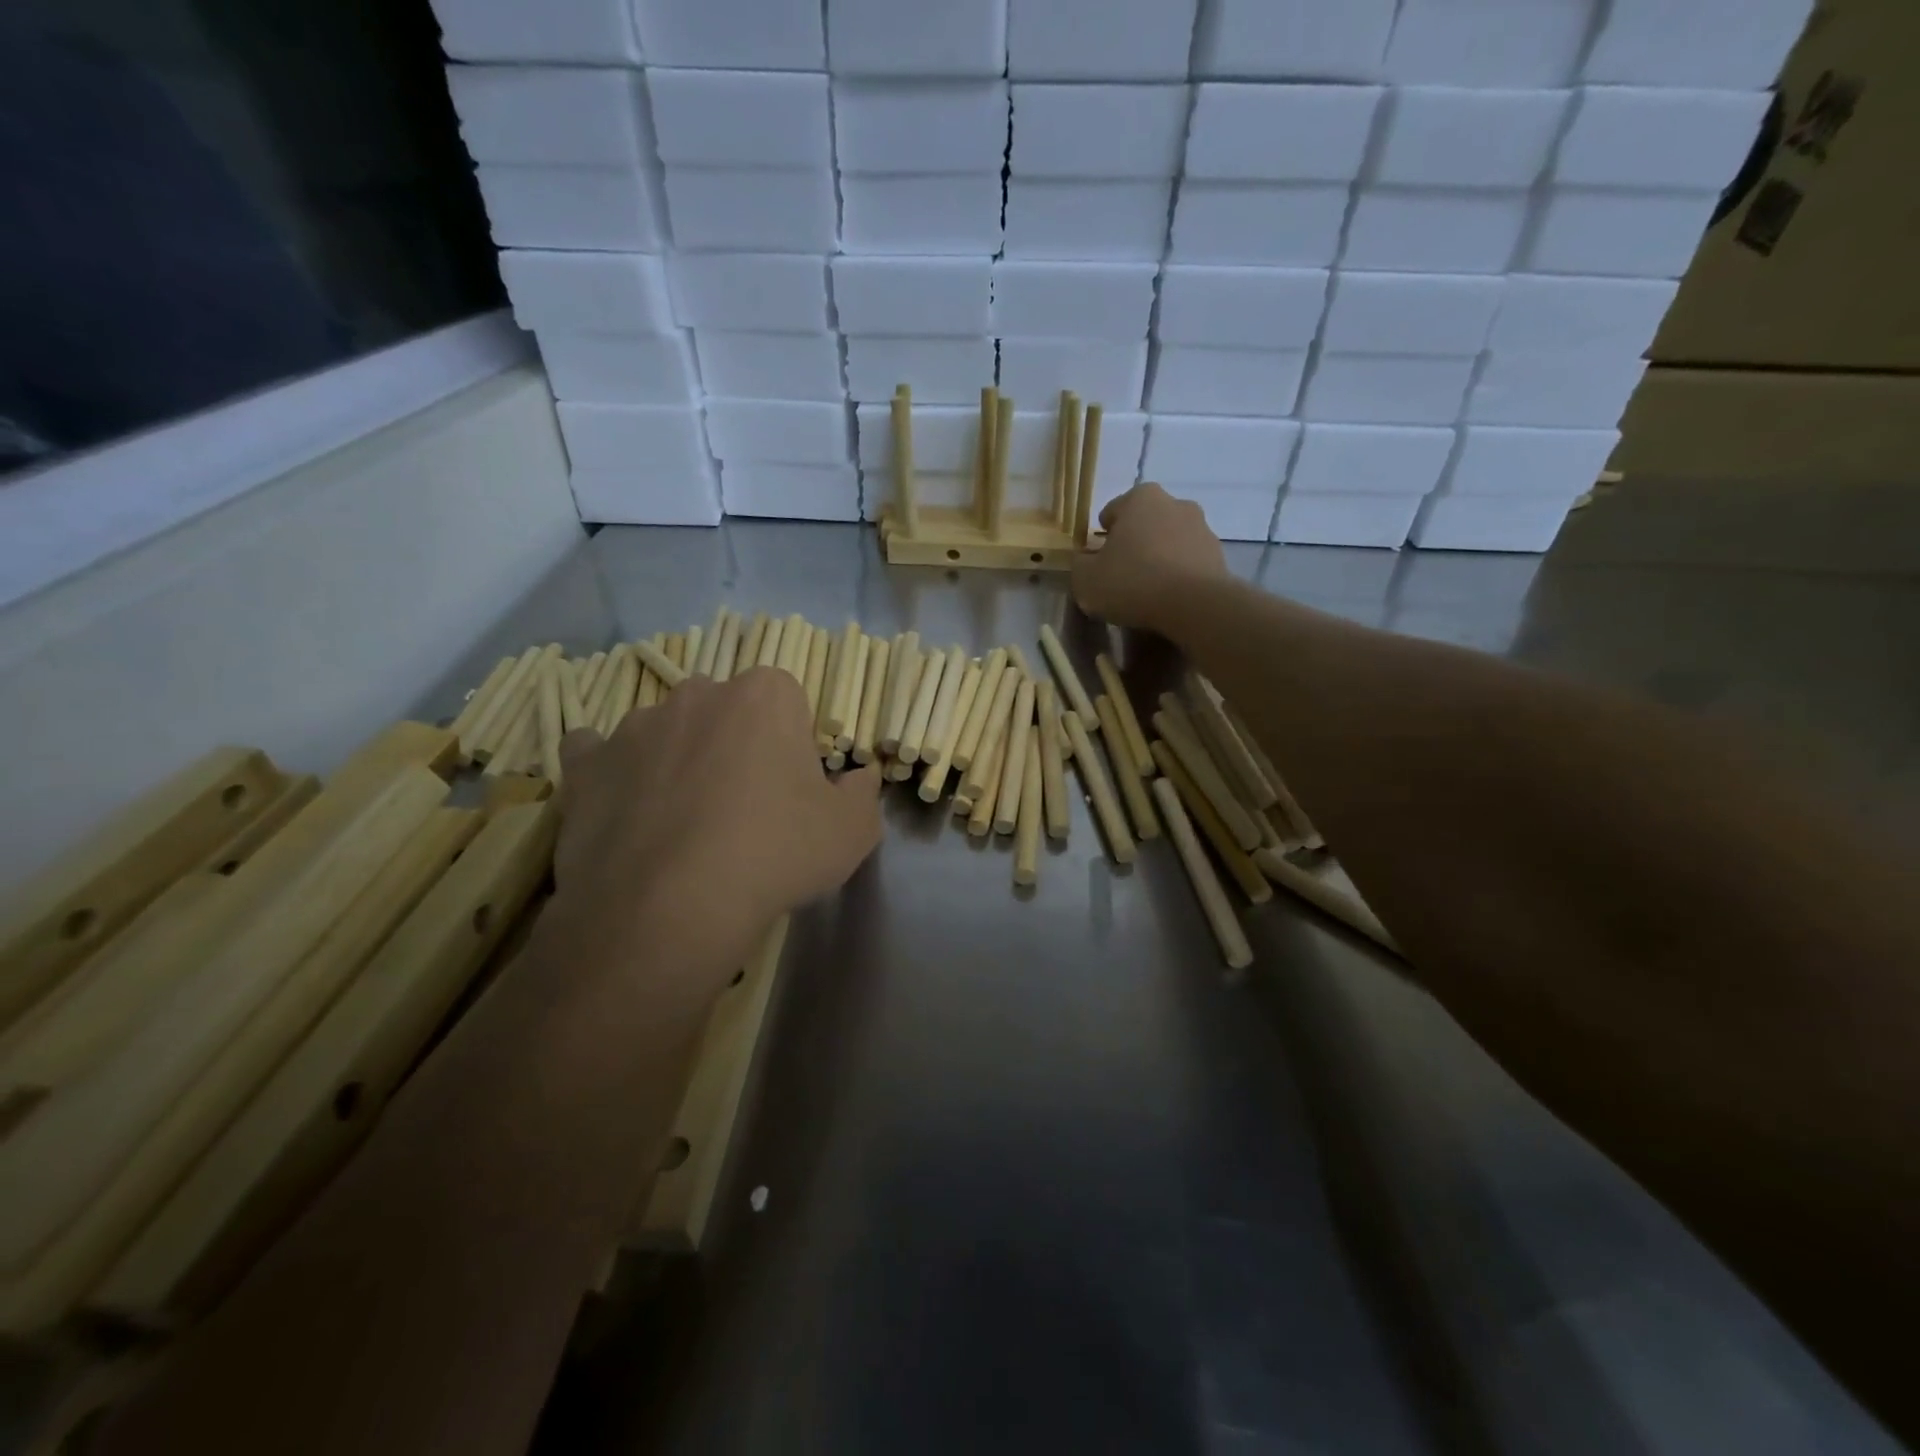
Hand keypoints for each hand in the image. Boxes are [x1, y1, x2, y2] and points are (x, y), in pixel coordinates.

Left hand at [552, 667, 882, 965]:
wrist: (669, 908)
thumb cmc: (775, 853)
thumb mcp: (853, 830)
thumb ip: (862, 792)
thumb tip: (859, 776)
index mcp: (764, 695)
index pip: (788, 700)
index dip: (793, 744)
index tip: (794, 789)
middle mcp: (697, 694)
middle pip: (726, 710)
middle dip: (736, 744)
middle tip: (745, 806)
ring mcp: (634, 727)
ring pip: (666, 732)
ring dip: (678, 759)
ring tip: (684, 822)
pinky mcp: (586, 766)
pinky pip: (598, 754)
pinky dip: (613, 773)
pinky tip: (626, 811)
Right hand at [1072, 484, 1228, 631]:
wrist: (1194, 605)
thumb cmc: (1133, 582)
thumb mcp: (1086, 580)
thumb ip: (1080, 565)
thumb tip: (1085, 561)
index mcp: (1140, 498)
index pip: (1112, 512)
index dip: (1102, 537)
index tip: (1099, 562)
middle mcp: (1175, 503)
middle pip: (1144, 524)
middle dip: (1133, 544)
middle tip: (1121, 575)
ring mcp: (1202, 528)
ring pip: (1169, 541)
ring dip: (1158, 558)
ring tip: (1148, 591)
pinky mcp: (1219, 555)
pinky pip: (1188, 562)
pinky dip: (1178, 574)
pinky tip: (1169, 598)